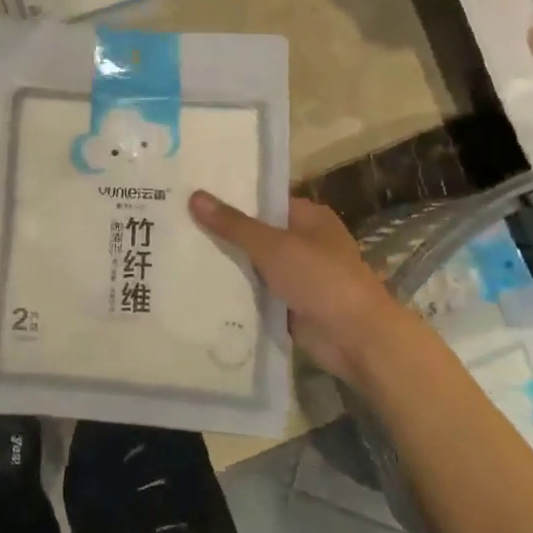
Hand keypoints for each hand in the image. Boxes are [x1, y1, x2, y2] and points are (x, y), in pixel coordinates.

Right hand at [190, 191, 413, 379]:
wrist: (356, 339)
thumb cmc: (321, 279)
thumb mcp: (273, 246)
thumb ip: (233, 224)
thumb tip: (195, 196)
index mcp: (308, 218)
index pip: (263, 200)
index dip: (230, 197)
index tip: (192, 194)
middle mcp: (303, 243)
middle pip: (255, 232)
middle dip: (222, 232)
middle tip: (176, 222)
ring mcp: (296, 276)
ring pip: (252, 264)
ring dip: (226, 264)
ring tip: (178, 251)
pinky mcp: (288, 305)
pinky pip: (255, 293)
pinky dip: (234, 292)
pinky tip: (197, 286)